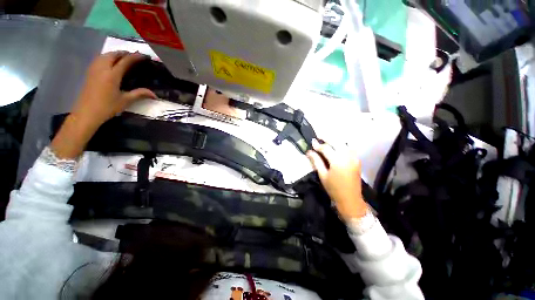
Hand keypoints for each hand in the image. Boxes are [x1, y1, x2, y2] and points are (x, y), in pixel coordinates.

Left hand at [70, 51, 156, 128]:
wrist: (86, 113)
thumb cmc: (107, 107)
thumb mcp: (125, 101)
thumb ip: (139, 94)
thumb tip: (154, 95)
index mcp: (112, 75)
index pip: (125, 61)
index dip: (134, 57)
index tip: (143, 56)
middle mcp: (102, 68)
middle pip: (113, 54)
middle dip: (124, 53)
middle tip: (133, 56)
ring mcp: (94, 69)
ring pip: (104, 55)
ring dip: (114, 54)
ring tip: (123, 58)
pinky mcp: (89, 73)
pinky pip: (99, 59)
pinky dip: (107, 57)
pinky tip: (110, 63)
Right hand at [306, 139, 367, 220]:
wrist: (350, 199)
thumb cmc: (334, 188)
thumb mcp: (322, 175)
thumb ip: (316, 161)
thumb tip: (309, 151)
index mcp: (337, 161)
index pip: (326, 148)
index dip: (318, 145)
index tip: (312, 142)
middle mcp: (347, 156)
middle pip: (336, 141)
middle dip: (327, 137)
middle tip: (319, 136)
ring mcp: (354, 158)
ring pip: (344, 143)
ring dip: (335, 140)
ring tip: (327, 139)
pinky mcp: (357, 160)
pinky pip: (349, 148)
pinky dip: (342, 144)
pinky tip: (337, 146)